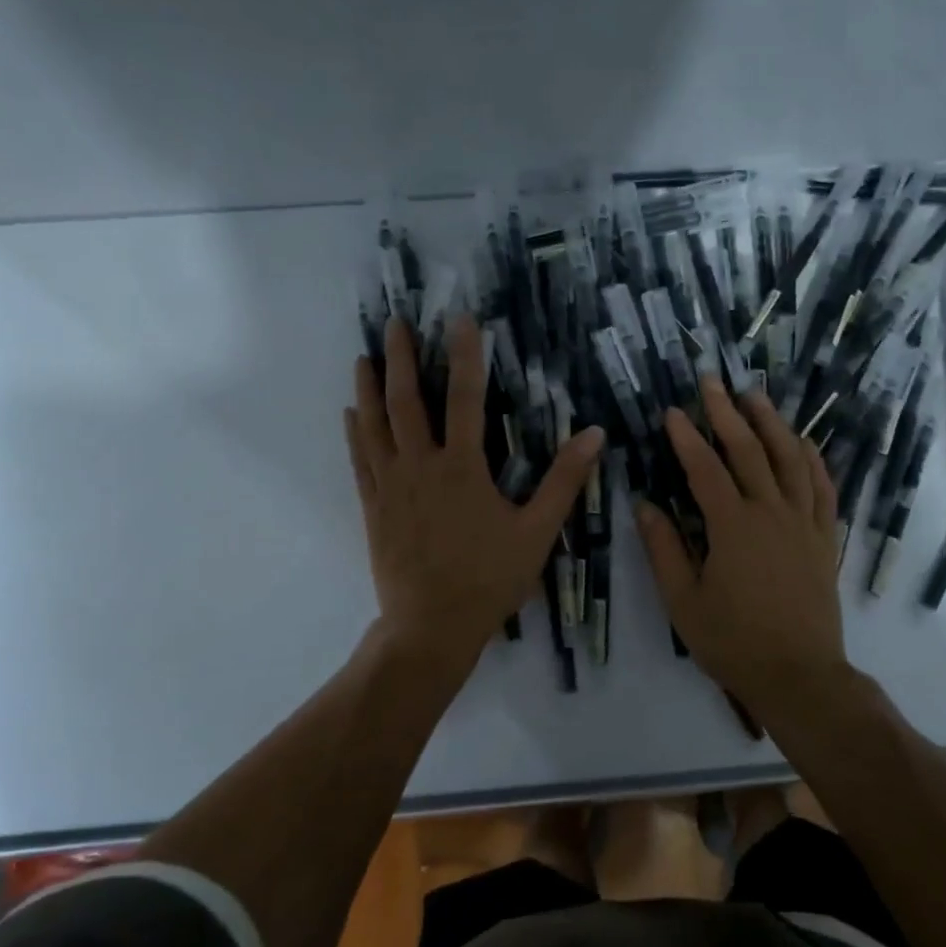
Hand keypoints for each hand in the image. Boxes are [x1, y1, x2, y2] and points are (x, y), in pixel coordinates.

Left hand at [346, 315, 603, 675]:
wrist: (431, 627)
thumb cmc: (490, 578)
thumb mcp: (538, 531)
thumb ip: (565, 481)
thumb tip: (594, 434)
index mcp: (462, 468)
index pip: (464, 398)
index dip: (464, 355)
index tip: (460, 319)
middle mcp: (420, 466)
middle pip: (406, 401)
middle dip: (402, 357)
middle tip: (396, 322)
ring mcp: (390, 486)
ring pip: (374, 425)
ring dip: (370, 387)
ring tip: (365, 356)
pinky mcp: (373, 507)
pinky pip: (359, 460)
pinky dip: (355, 432)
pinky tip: (351, 413)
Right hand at [635, 378, 850, 714]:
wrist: (799, 675)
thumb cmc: (733, 642)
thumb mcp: (683, 601)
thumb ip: (663, 549)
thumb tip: (644, 504)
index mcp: (733, 527)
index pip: (706, 469)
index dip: (686, 437)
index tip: (671, 411)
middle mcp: (772, 513)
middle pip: (750, 451)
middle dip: (727, 412)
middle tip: (711, 382)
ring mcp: (804, 523)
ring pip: (791, 459)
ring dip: (772, 423)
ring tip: (755, 395)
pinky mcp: (824, 538)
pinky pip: (823, 487)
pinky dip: (813, 459)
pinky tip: (803, 441)